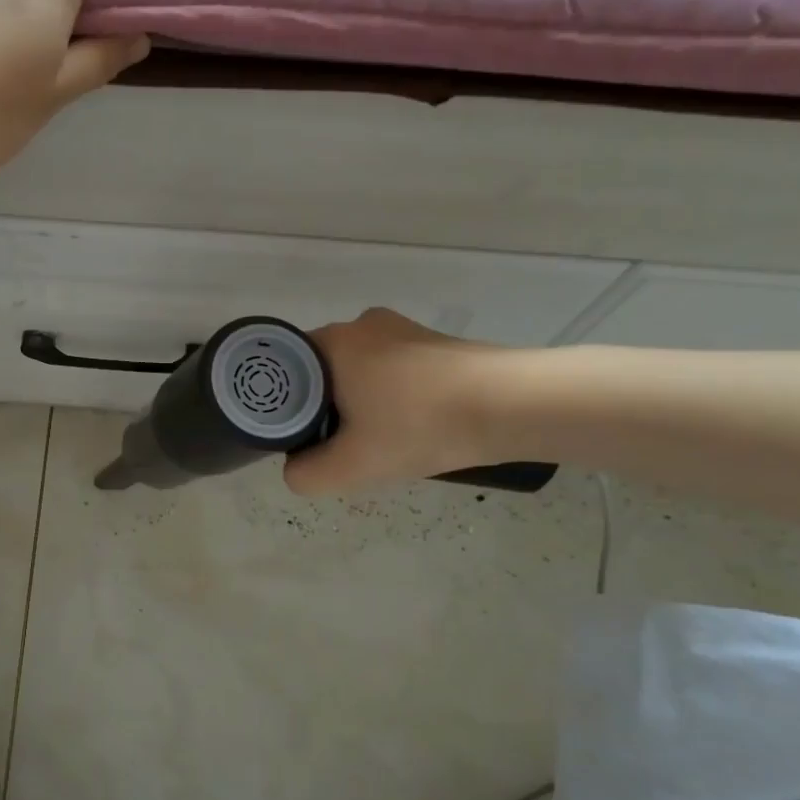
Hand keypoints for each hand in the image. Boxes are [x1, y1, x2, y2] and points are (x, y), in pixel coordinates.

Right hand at [284, 308, 513, 495]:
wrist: (514, 405)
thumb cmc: (421, 426)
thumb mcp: (352, 466)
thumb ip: (307, 475)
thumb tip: (295, 470)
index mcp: (332, 342)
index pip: (285, 370)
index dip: (286, 407)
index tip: (302, 437)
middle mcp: (361, 324)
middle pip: (322, 372)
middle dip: (325, 408)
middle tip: (340, 445)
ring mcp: (401, 329)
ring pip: (358, 371)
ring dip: (360, 403)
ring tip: (381, 439)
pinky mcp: (433, 341)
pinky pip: (392, 369)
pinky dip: (391, 396)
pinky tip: (412, 424)